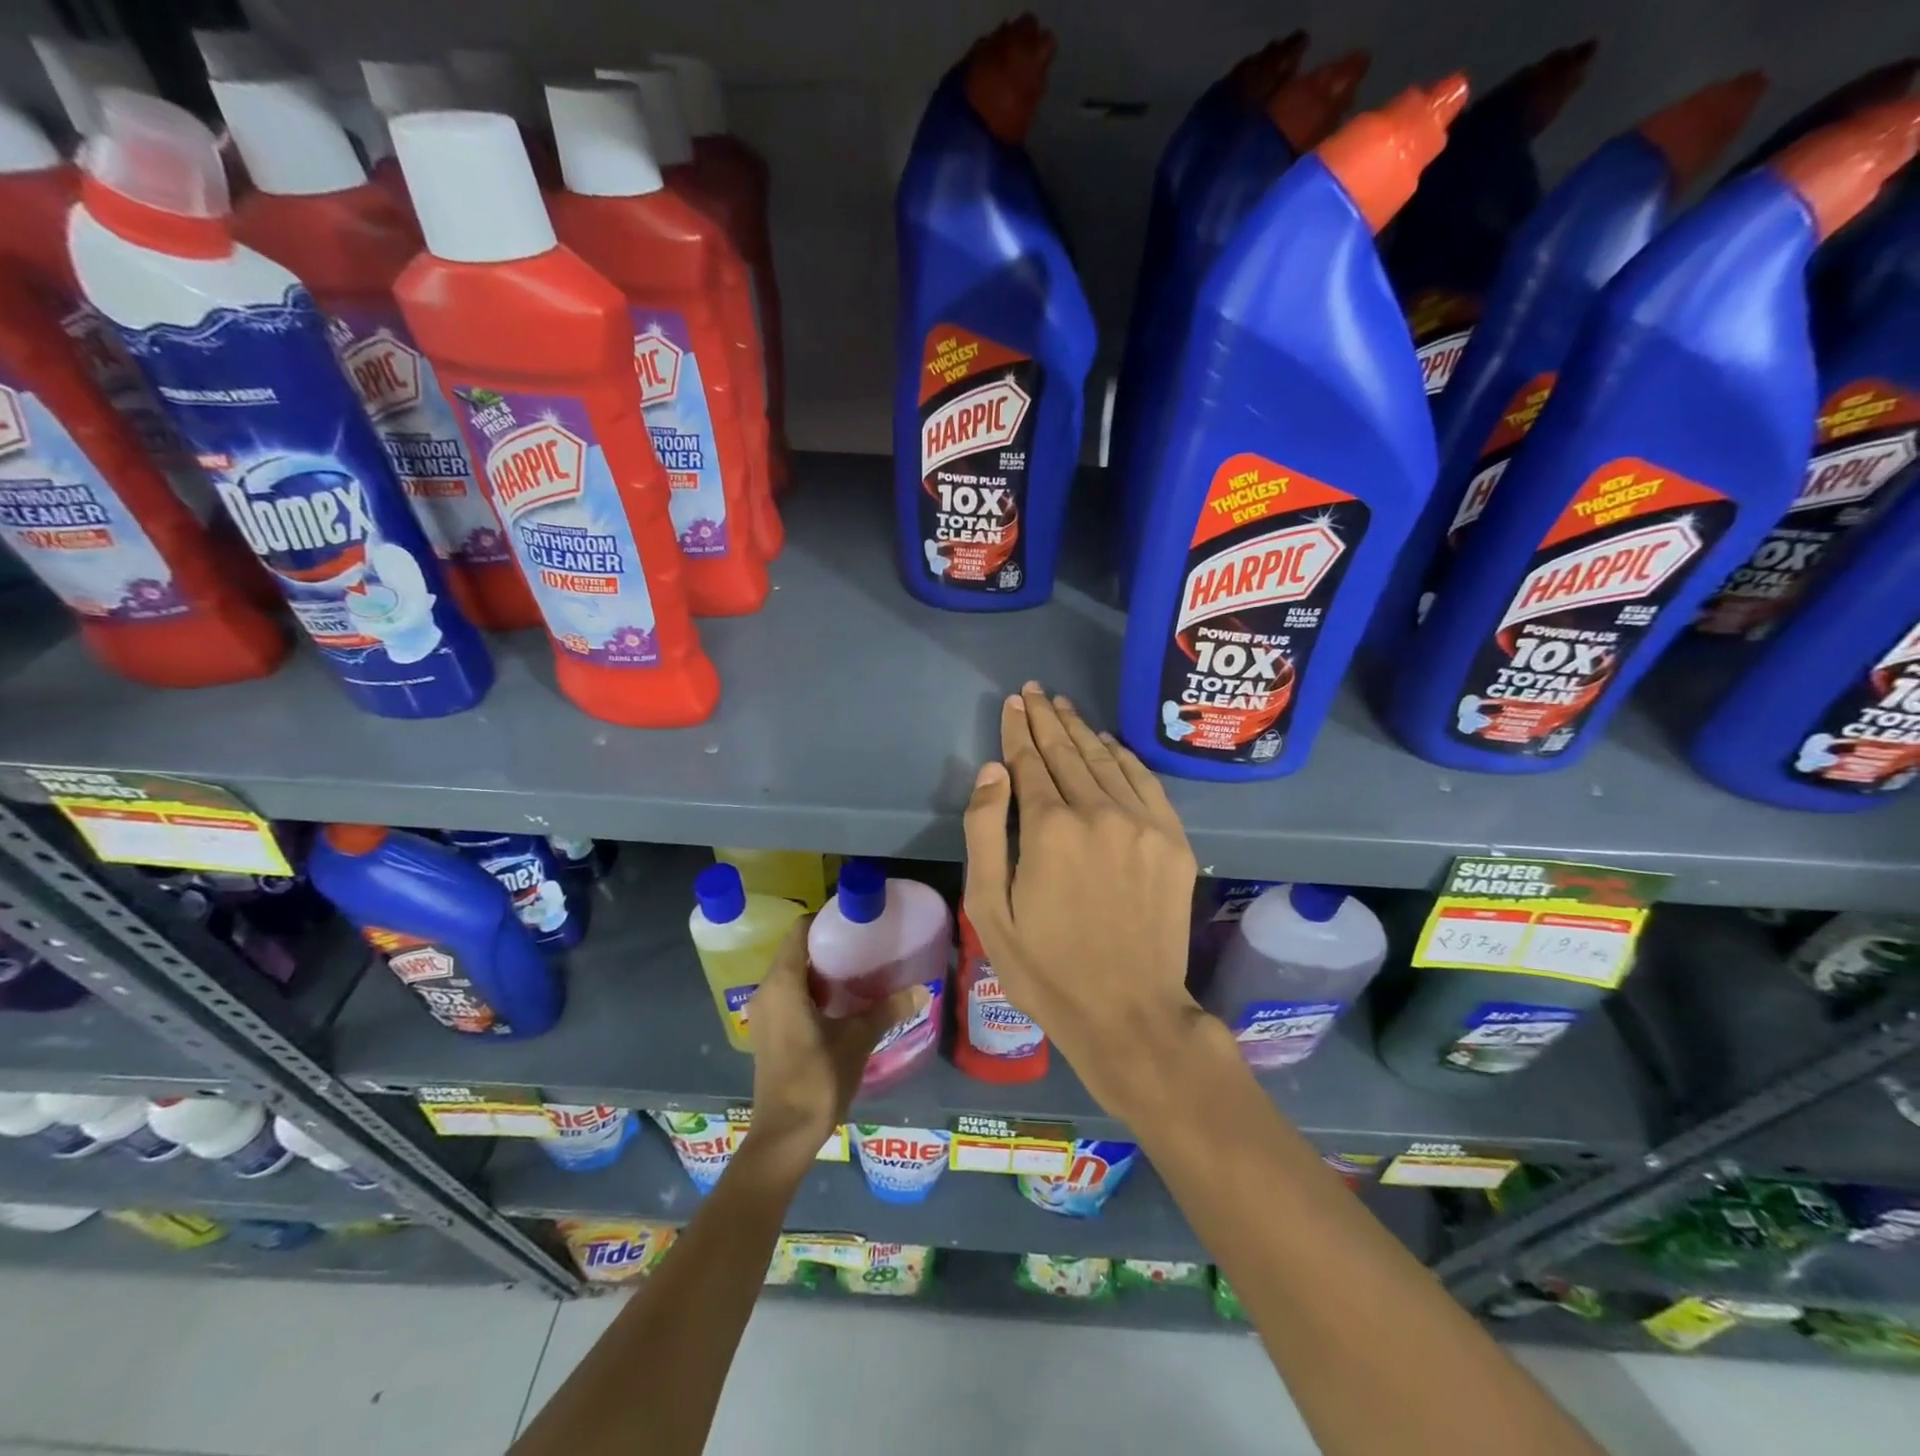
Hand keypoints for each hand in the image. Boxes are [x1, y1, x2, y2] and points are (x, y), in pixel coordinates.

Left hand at [744, 920, 925, 1167]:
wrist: (784, 1135)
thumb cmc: (817, 1078)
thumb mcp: (858, 1039)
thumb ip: (887, 1010)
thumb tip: (922, 990)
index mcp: (784, 982)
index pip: (800, 931)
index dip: (825, 920)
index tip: (854, 920)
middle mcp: (767, 990)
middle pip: (796, 950)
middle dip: (827, 944)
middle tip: (863, 943)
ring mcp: (764, 1013)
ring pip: (792, 974)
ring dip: (820, 969)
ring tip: (857, 968)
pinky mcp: (768, 1032)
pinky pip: (788, 994)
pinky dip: (811, 989)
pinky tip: (840, 1001)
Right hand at [962, 681, 1210, 1123]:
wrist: (1128, 1012)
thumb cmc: (1045, 967)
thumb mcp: (989, 909)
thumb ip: (985, 831)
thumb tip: (993, 770)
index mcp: (1049, 828)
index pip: (1030, 762)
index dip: (1018, 730)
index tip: (1013, 703)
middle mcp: (1098, 812)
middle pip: (1068, 752)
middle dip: (1047, 718)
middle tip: (1035, 691)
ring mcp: (1143, 825)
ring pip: (1106, 761)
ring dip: (1082, 730)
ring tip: (1064, 706)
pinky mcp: (1173, 842)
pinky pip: (1145, 783)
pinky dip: (1124, 757)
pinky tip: (1109, 744)